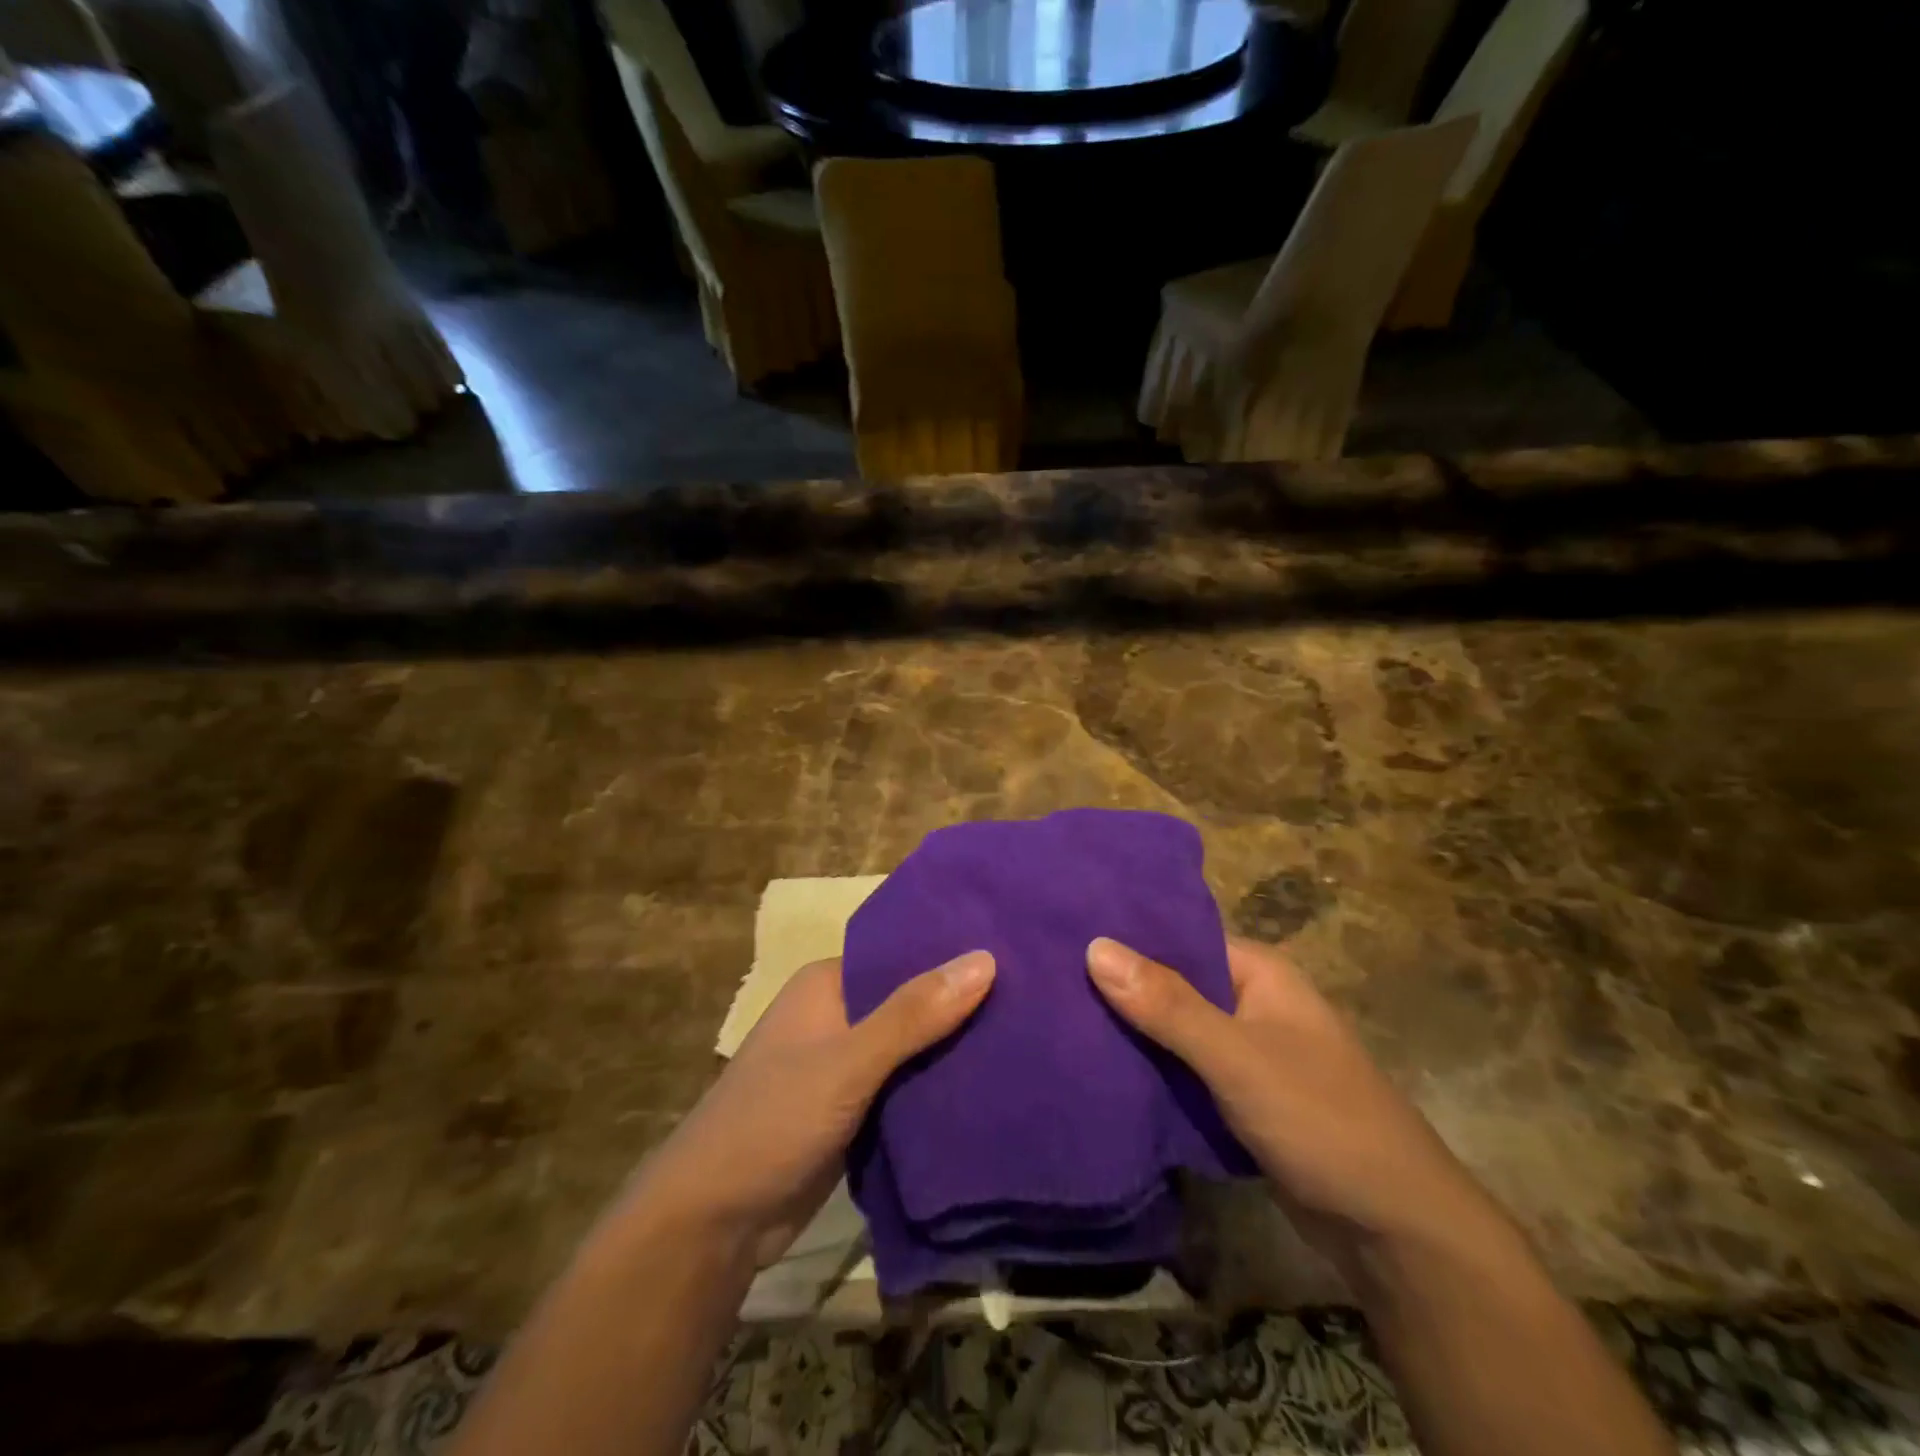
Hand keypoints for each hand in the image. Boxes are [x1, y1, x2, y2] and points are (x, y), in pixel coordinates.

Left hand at [642, 951, 995, 1266]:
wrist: (713, 1225)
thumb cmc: (772, 1122)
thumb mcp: (847, 1063)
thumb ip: (913, 1014)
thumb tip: (986, 957)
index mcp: (828, 984)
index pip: (903, 954)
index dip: (954, 955)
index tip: (1017, 954)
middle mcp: (837, 1015)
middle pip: (911, 1001)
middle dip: (961, 1006)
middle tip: (1035, 999)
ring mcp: (844, 1065)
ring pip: (912, 1047)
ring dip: (953, 1049)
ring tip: (1027, 1037)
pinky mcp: (853, 1110)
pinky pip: (905, 1087)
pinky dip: (937, 1087)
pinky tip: (989, 1087)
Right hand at [1086, 936, 1493, 1268]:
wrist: (1394, 1231)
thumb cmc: (1320, 1119)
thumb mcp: (1237, 1057)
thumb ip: (1167, 1005)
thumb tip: (1094, 945)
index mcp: (1257, 971)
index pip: (1177, 935)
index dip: (1124, 937)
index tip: (1062, 936)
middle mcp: (1251, 1001)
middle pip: (1172, 983)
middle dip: (1119, 988)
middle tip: (1047, 983)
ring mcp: (1246, 1051)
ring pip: (1174, 1030)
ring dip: (1131, 1032)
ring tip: (1057, 1020)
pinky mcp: (1240, 1097)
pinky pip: (1184, 1070)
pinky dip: (1150, 1070)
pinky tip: (1099, 1069)